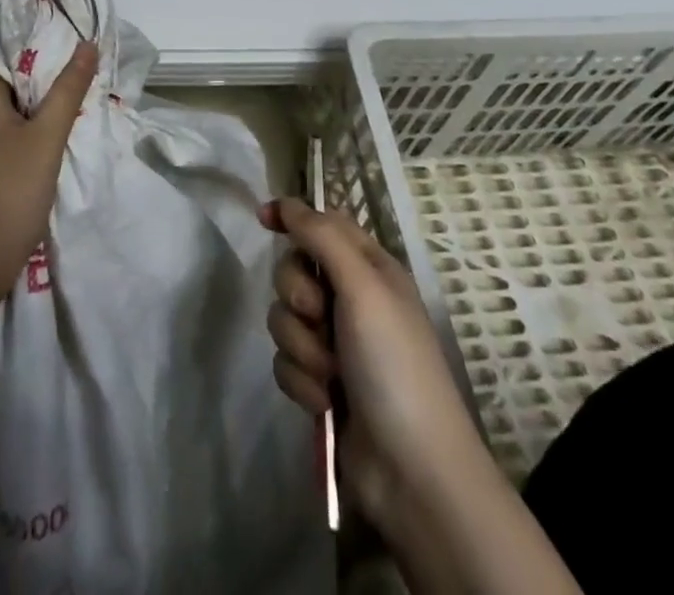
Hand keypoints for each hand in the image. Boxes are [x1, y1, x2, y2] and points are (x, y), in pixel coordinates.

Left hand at [0, 43, 97, 297]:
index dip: (31, 41)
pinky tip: (50, 137)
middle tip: (78, 67)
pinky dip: (24, 127)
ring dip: (34, 102)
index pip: (0, 52)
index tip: (66, 37)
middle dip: (39, 73)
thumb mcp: (47, 137)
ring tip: (72, 98)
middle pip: (2, 79)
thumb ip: (68, 89)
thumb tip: (86, 45)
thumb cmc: (10, 192)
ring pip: (3, 108)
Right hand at [261, 198, 484, 535]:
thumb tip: (287, 202)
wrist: (410, 470)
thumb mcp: (362, 287)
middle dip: (297, 295)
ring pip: (284, 318)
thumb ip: (321, 237)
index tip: (263, 219)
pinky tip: (324, 402)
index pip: (323, 224)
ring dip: (302, 346)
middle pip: (294, 270)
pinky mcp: (320, 383)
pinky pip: (285, 361)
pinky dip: (301, 380)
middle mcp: (352, 300)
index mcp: (370, 269)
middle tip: (319, 315)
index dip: (293, 217)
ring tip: (329, 374)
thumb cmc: (393, 364)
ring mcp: (336, 344)